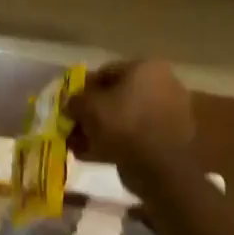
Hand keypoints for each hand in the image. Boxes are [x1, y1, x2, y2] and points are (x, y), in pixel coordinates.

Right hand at [65, 60, 196, 185]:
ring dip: (97, 131)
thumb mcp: (89, 107)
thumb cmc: (125, 123)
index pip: (105, 72)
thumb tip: (71, 103)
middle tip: (71, 127)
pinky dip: (110, 144)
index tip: (68, 104)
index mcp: (145, 69)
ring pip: (121, 120)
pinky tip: (88, 156)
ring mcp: (164, 114)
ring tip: (75, 146)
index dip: (82, 88)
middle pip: (114, 97)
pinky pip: (131, 138)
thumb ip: (75, 101)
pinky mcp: (164, 141)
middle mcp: (159, 86)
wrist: (163, 165)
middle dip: (90, 113)